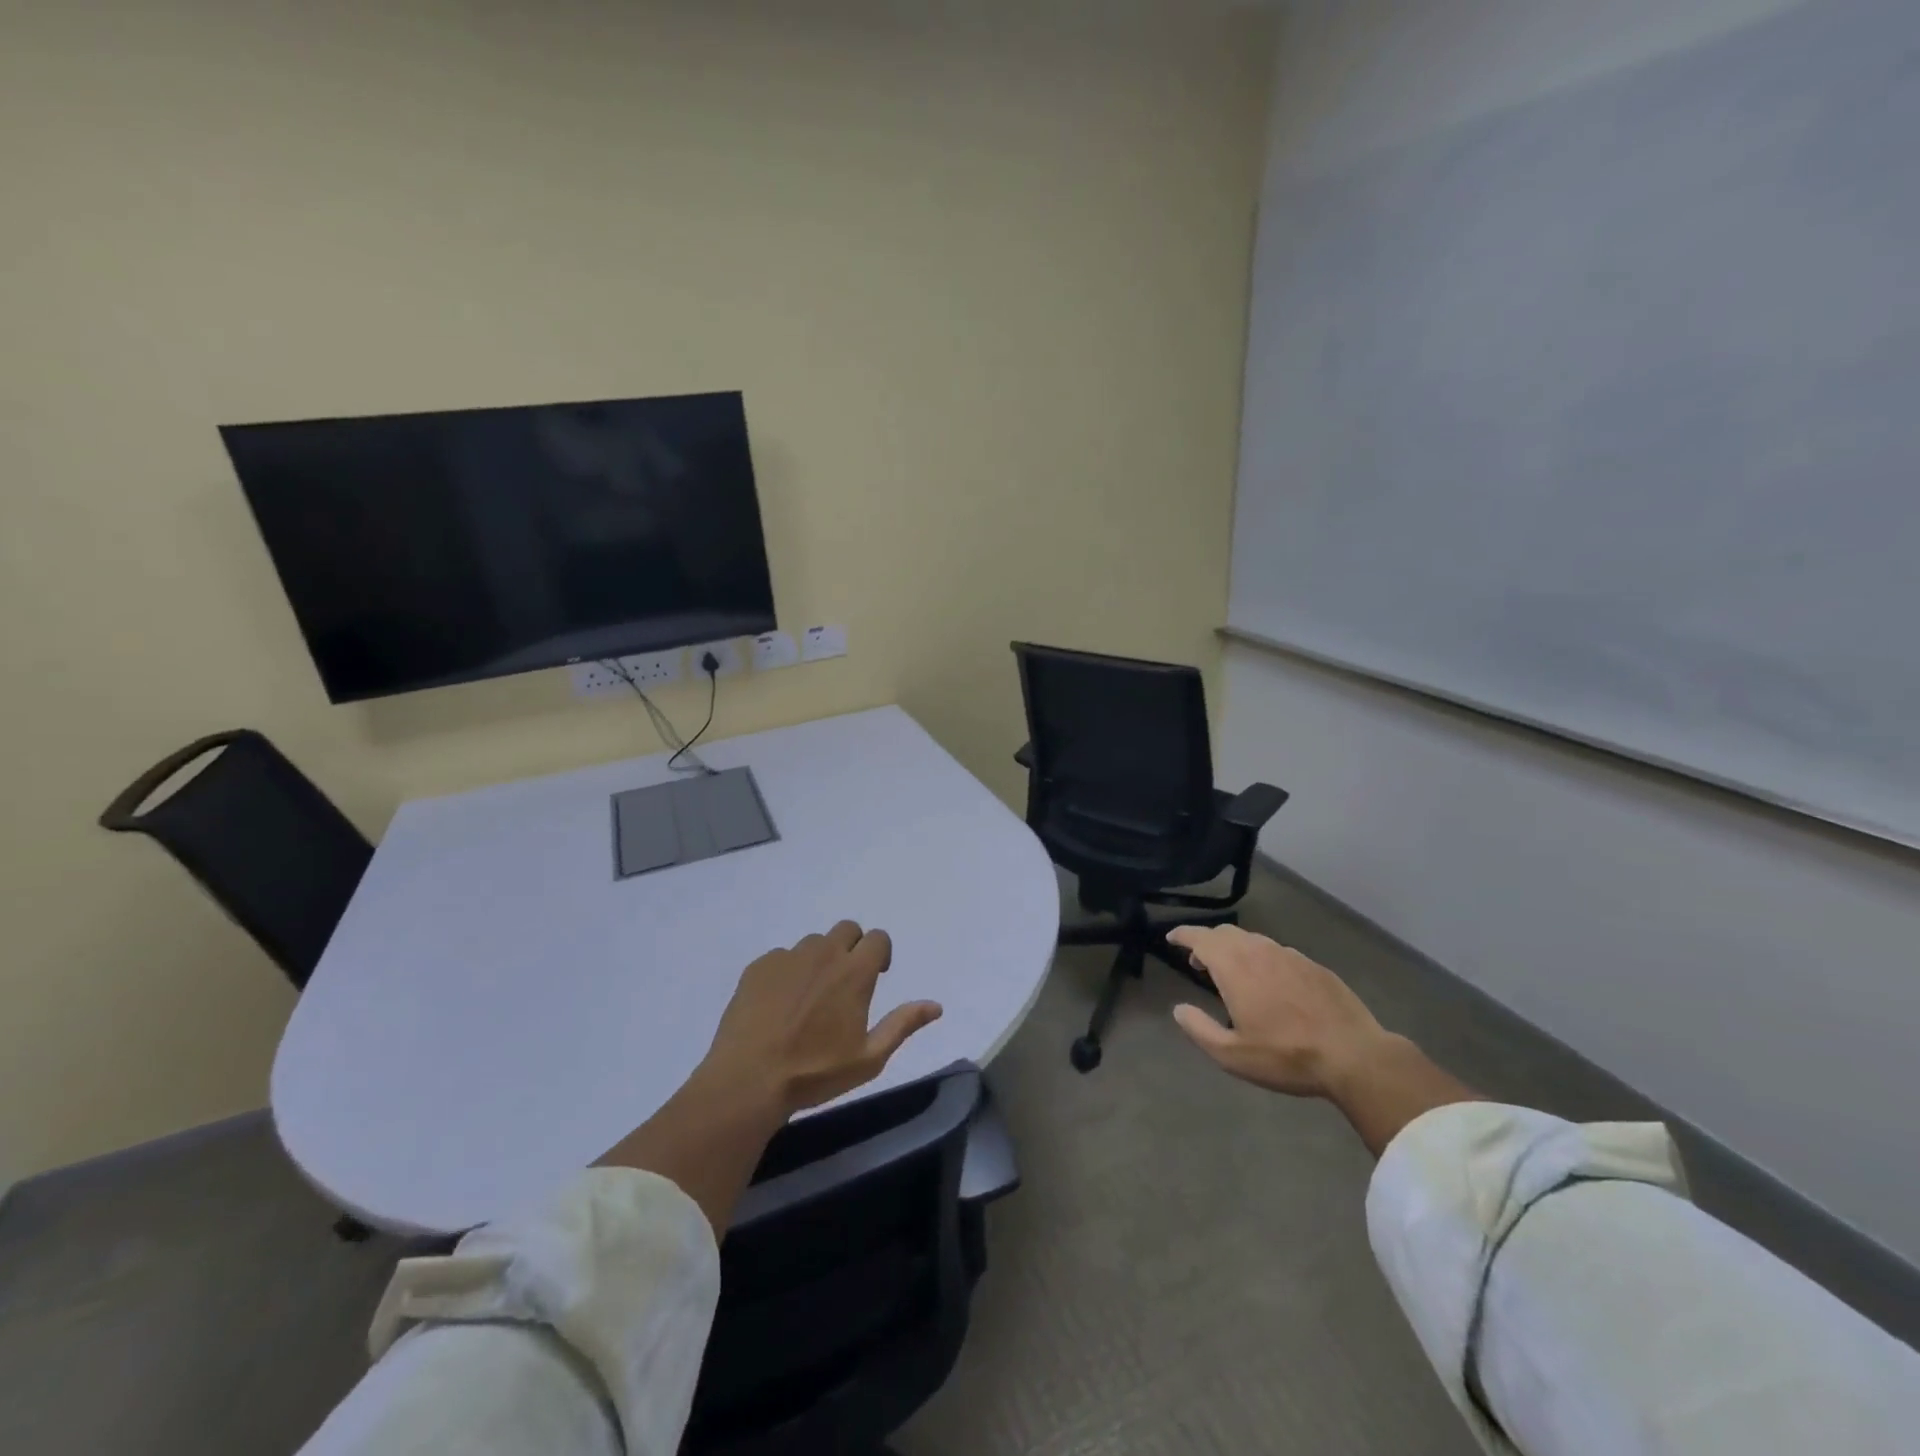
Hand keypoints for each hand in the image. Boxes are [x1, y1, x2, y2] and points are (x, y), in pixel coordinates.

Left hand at [703, 921, 944, 1115]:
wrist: (748, 1080)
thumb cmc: (815, 1073)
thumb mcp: (869, 1058)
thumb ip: (902, 1025)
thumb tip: (935, 1005)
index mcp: (854, 972)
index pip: (877, 938)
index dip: (880, 954)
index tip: (874, 977)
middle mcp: (824, 954)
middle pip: (847, 929)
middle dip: (852, 947)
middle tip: (844, 983)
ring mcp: (788, 957)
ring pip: (814, 943)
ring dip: (820, 959)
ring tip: (809, 997)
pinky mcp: (759, 966)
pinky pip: (782, 957)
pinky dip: (788, 972)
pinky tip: (779, 1004)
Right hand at [1167, 926, 1396, 1098]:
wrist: (1354, 1056)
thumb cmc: (1286, 1056)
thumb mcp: (1233, 1055)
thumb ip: (1199, 1029)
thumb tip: (1179, 1009)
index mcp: (1234, 967)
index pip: (1200, 937)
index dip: (1183, 935)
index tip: (1171, 938)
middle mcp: (1259, 951)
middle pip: (1225, 933)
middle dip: (1207, 942)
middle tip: (1199, 963)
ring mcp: (1289, 955)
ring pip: (1253, 940)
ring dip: (1235, 949)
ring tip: (1234, 973)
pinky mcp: (1313, 965)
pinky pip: (1278, 952)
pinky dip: (1262, 959)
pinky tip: (1271, 984)